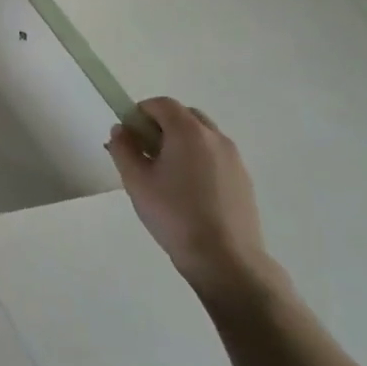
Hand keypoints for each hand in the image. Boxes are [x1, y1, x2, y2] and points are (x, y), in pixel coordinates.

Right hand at [106, 97, 282, 307]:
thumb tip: (122, 130)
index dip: (140, 113)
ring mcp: (234, 160)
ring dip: (182, 143)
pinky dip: (199, 161)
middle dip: (162, 126)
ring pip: (202, 137)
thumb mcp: (135, 180)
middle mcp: (215, 138)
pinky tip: (189, 193)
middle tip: (146, 153)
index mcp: (189, 131)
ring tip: (167, 176)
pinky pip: (216, 157)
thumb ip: (123, 148)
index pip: (161, 104)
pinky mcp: (244, 181)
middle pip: (185, 116)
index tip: (129, 137)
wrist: (226, 262)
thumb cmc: (174, 215)